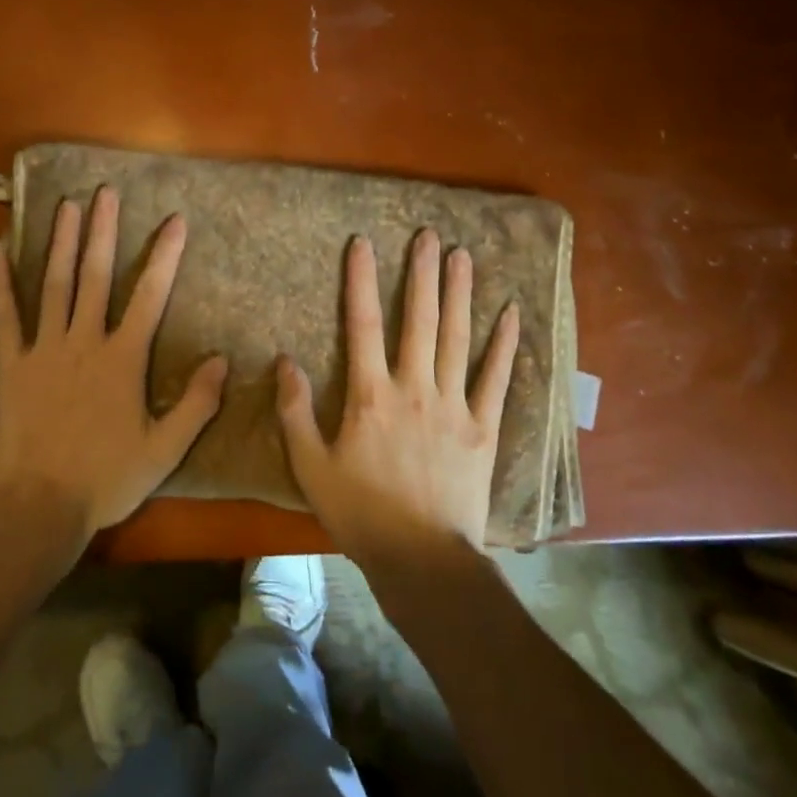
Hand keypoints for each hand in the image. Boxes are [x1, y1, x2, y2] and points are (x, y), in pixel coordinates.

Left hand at [0, 186, 227, 544]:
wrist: (37, 509)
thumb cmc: (105, 479)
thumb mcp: (164, 450)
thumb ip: (196, 405)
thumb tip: (222, 361)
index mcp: (122, 358)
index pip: (150, 294)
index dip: (165, 255)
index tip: (175, 220)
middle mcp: (84, 341)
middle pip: (96, 275)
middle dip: (103, 230)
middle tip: (106, 192)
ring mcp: (44, 349)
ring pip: (55, 284)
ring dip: (61, 242)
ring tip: (67, 205)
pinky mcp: (12, 364)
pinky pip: (5, 316)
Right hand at [276, 230, 518, 573]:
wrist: (423, 562)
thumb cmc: (361, 514)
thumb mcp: (310, 467)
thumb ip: (294, 411)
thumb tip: (285, 359)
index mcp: (371, 394)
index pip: (362, 323)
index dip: (360, 279)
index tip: (363, 242)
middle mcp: (414, 387)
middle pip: (418, 318)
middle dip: (422, 273)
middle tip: (429, 235)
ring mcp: (454, 405)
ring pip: (456, 337)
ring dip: (459, 294)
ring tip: (463, 255)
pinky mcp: (483, 428)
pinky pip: (496, 379)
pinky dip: (504, 346)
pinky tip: (512, 314)